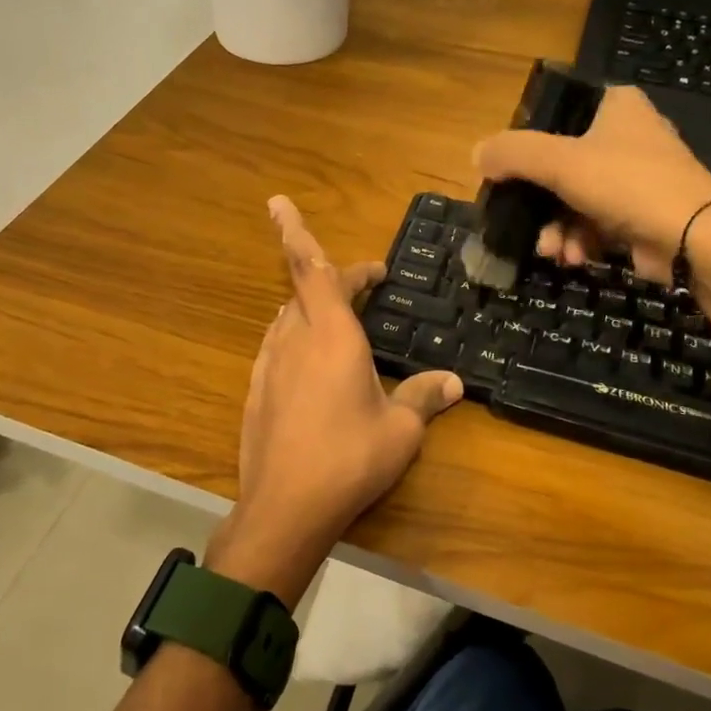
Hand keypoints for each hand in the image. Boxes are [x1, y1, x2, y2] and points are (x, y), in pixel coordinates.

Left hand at [212, 197, 463, 604]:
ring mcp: (269, 365)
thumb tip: (454, 382)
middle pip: (305, 289)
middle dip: (336, 277)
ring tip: (343, 319)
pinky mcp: (256, 391)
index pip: (310, 268)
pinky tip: (312, 364)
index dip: (294, 231)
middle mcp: (294, 339)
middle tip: (368, 281)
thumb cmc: (349, 458)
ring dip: (313, 307)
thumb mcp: (400, 429)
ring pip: (288, 317)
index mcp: (331, 334)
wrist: (284, 507)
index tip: (278, 203)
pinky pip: (277, 347)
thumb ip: (424, 397)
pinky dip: (297, 338)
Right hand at [473, 85, 710, 282]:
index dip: (526, 146)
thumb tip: (476, 155)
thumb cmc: (626, 183)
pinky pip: (595, 222)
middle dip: (538, 203)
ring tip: (551, 250)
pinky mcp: (641, 213)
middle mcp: (627, 135)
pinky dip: (580, 239)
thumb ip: (512, 154)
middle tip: (520, 221)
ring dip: (556, 228)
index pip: (556, 115)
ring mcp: (636, 177)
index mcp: (614, 106)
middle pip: (560, 165)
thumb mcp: (559, 162)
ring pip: (574, 199)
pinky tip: (573, 258)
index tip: (506, 174)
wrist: (693, 238)